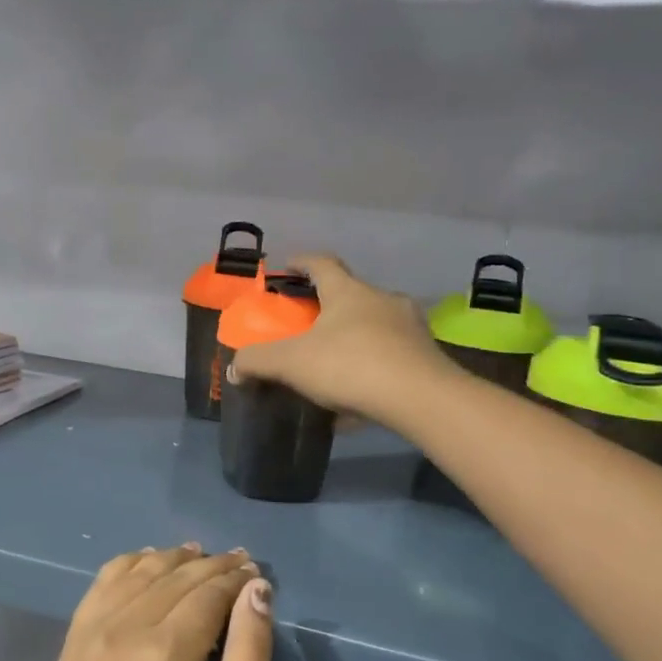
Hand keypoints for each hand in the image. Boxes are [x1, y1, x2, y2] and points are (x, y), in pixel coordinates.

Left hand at [0, 547, 271, 660]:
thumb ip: (248, 656)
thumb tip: (257, 592)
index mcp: (166, 652)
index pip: (208, 592)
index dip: (236, 578)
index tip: (257, 572)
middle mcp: (125, 627)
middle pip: (175, 576)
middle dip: (212, 565)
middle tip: (239, 561)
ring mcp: (91, 632)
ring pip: (138, 572)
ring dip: (172, 558)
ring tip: (200, 555)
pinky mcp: (71, 643)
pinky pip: (102, 584)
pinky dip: (128, 564)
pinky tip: (147, 561)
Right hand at [229, 254, 452, 425]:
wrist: (420, 397)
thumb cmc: (350, 365)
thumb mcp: (292, 363)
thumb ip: (258, 362)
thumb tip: (234, 366)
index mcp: (348, 291)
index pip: (322, 264)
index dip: (302, 262)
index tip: (288, 266)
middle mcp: (382, 300)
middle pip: (352, 294)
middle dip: (330, 305)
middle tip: (310, 322)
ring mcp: (410, 327)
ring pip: (376, 324)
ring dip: (355, 337)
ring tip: (336, 361)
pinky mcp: (426, 355)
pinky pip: (391, 356)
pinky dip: (373, 367)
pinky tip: (360, 396)